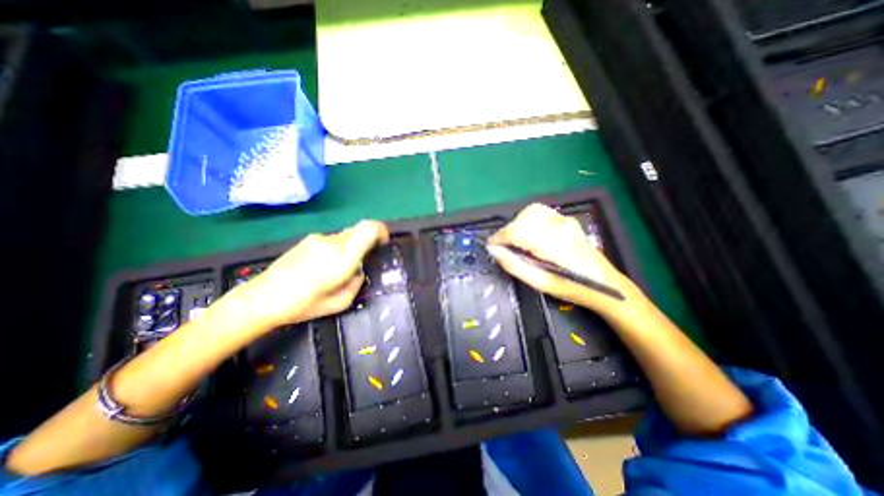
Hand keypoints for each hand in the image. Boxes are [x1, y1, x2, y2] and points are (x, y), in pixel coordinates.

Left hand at [232, 220, 386, 329]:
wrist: (262, 298)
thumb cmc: (303, 305)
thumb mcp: (340, 303)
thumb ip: (356, 283)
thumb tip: (358, 272)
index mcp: (342, 258)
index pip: (368, 229)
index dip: (381, 231)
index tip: (383, 243)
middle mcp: (332, 243)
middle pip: (360, 229)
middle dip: (368, 241)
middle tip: (362, 261)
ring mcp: (318, 239)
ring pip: (346, 235)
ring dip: (351, 246)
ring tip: (338, 268)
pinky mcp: (308, 239)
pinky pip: (333, 239)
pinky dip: (338, 248)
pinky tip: (324, 266)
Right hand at [491, 204, 643, 318]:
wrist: (605, 284)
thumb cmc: (572, 287)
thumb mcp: (540, 283)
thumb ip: (514, 265)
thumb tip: (494, 250)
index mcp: (553, 244)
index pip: (517, 230)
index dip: (499, 237)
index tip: (492, 247)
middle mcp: (559, 226)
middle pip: (521, 219)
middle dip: (507, 232)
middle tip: (505, 247)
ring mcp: (564, 220)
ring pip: (529, 212)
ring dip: (517, 224)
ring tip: (516, 241)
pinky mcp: (566, 219)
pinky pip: (539, 212)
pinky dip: (527, 220)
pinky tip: (529, 234)